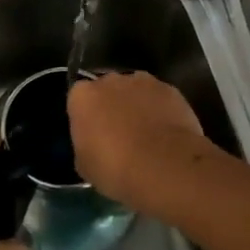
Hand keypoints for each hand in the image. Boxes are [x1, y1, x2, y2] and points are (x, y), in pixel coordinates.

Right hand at [67, 71, 206, 208]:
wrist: (165, 168)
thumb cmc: (116, 169)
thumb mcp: (85, 166)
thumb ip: (85, 144)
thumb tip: (94, 143)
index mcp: (83, 97)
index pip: (78, 99)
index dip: (86, 117)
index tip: (93, 135)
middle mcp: (111, 81)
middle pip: (107, 89)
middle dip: (111, 105)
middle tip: (119, 133)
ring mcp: (143, 82)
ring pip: (135, 90)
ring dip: (137, 105)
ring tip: (146, 133)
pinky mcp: (170, 90)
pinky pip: (159, 98)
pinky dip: (160, 110)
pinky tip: (166, 133)